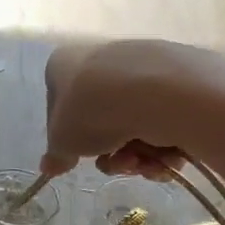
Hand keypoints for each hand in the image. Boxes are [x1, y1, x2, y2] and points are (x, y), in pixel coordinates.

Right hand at [40, 41, 210, 179]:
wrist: (155, 92)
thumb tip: (48, 166)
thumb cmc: (93, 111)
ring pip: (134, 125)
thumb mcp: (63, 141)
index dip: (68, 139)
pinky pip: (163, 121)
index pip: (59, 106)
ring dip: (136, 155)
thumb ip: (56, 155)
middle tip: (116, 165)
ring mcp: (141, 67)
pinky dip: (163, 145)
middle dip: (110, 153)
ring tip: (143, 163)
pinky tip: (166, 156)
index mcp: (65, 64)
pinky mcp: (177, 79)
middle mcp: (102, 59)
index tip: (77, 159)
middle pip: (102, 120)